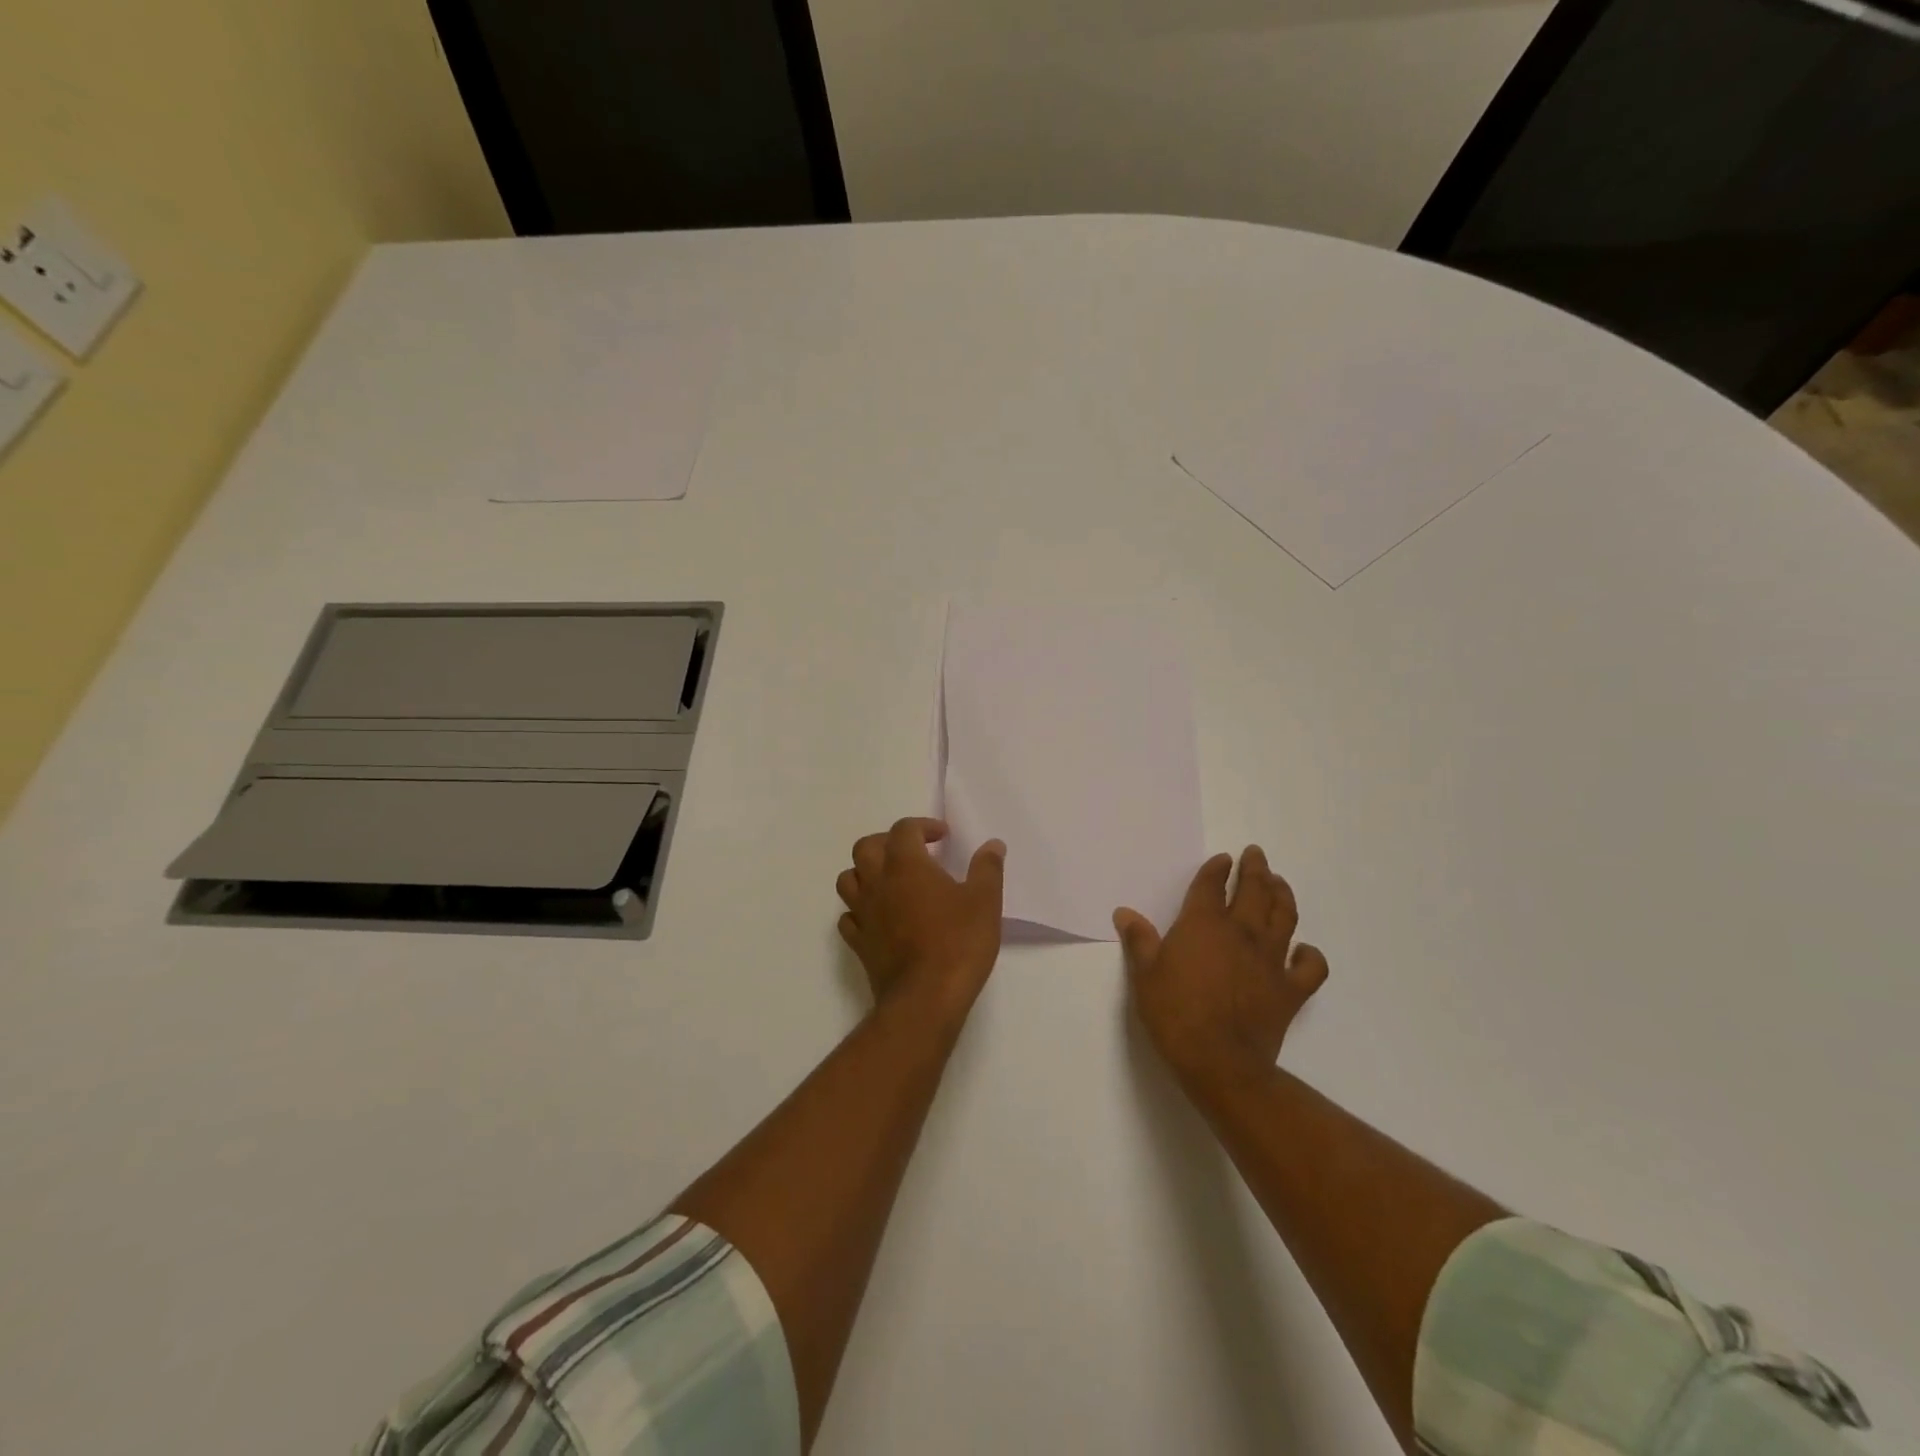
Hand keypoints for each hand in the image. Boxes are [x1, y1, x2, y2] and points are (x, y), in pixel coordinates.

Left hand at [836, 818, 1006, 1018]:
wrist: (925, 999)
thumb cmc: (958, 943)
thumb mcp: (984, 902)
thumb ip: (987, 868)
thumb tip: (993, 845)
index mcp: (906, 865)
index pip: (904, 829)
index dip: (923, 826)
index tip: (943, 837)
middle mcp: (877, 883)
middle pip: (865, 847)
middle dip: (887, 842)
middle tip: (912, 853)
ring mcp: (863, 914)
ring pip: (848, 879)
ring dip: (866, 873)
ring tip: (890, 881)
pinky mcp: (859, 943)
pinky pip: (849, 917)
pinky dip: (860, 910)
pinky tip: (879, 917)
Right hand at [1116, 846, 1327, 1089]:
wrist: (1219, 1062)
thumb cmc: (1174, 1014)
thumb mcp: (1144, 974)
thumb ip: (1138, 940)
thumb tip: (1124, 913)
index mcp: (1204, 924)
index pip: (1212, 884)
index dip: (1216, 868)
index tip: (1221, 859)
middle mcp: (1241, 932)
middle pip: (1254, 890)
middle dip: (1255, 868)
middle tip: (1256, 854)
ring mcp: (1271, 959)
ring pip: (1284, 916)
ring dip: (1282, 894)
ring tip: (1279, 883)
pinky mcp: (1291, 989)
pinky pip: (1311, 966)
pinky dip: (1310, 954)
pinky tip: (1302, 950)